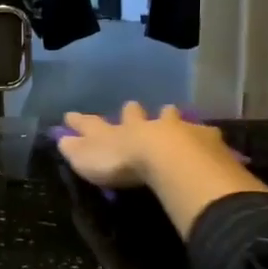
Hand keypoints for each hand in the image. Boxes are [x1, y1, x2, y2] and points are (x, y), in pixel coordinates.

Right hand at [59, 103, 267, 238]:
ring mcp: (174, 128)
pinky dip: (201, 135)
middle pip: (135, 114)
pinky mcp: (202, 138)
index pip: (92, 124)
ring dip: (168, 117)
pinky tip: (207, 138)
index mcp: (115, 131)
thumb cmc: (122, 162)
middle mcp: (143, 124)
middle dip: (132, 112)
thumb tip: (60, 139)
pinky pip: (202, 133)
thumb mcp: (88, 160)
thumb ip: (75, 150)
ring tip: (171, 112)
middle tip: (132, 106)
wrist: (168, 158)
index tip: (70, 115)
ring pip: (169, 117)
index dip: (80, 121)